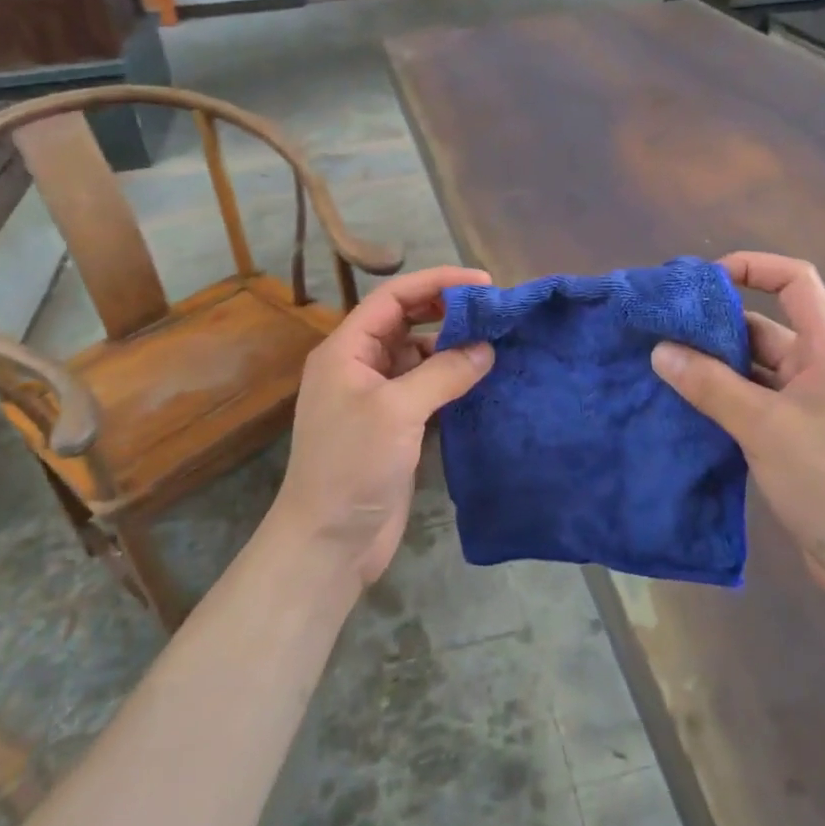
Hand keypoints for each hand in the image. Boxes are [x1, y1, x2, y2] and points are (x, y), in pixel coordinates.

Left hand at [269, 266, 494, 586]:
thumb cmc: (352, 466)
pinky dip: (452, 380)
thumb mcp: (397, 411)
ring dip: (452, 347)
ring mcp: (377, 397)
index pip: (392, 297)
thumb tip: (486, 349)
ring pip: (418, 356)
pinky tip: (482, 379)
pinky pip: (426, 388)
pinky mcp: (394, 427)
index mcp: (346, 350)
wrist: (329, 542)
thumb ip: (443, 373)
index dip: (435, 283)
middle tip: (492, 311)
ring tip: (495, 343)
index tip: (482, 283)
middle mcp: (359, 366)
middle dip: (446, 311)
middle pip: (406, 322)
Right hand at [651, 252, 824, 593]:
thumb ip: (710, 386)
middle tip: (662, 329)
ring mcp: (808, 402)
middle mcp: (819, 367)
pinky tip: (684, 403)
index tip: (704, 281)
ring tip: (662, 364)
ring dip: (713, 364)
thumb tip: (660, 351)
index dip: (754, 266)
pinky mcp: (796, 433)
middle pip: (765, 325)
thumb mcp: (763, 428)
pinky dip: (721, 396)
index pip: (796, 281)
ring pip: (753, 366)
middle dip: (715, 325)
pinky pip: (752, 399)